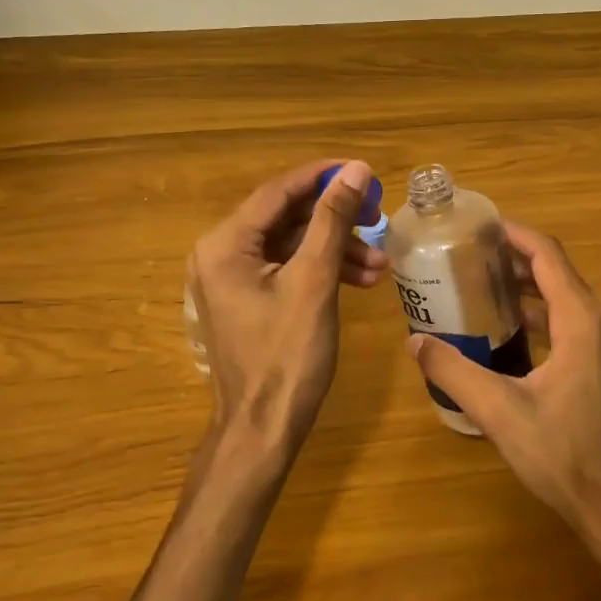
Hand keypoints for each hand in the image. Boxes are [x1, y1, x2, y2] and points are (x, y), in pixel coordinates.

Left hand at [189, 159, 385, 454]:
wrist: (263, 430)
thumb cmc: (286, 355)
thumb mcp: (314, 281)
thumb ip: (332, 221)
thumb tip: (355, 171)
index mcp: (225, 244)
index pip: (278, 192)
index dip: (323, 177)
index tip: (364, 172)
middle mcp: (221, 254)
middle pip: (285, 218)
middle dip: (335, 219)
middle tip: (377, 218)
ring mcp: (232, 280)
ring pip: (291, 246)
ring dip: (335, 249)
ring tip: (379, 264)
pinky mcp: (248, 300)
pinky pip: (287, 270)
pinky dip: (321, 271)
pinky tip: (360, 280)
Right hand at [405, 221, 600, 528]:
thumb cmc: (561, 452)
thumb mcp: (498, 410)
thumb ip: (453, 371)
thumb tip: (415, 342)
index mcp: (580, 321)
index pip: (547, 256)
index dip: (515, 235)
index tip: (480, 226)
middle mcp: (600, 323)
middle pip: (557, 271)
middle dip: (515, 258)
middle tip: (470, 255)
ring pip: (565, 296)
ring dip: (528, 285)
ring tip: (482, 285)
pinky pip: (571, 320)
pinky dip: (541, 311)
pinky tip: (509, 329)